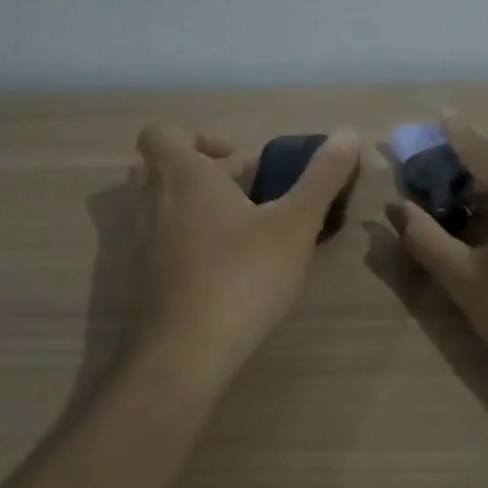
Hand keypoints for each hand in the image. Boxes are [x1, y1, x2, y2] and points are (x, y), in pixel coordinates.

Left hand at [130, 121, 360, 379]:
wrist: (185, 354)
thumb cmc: (241, 276)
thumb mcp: (295, 225)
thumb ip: (321, 178)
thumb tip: (347, 133)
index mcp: (183, 176)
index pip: (161, 132)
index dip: (197, 136)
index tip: (238, 160)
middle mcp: (151, 201)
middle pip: (159, 167)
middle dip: (201, 171)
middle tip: (245, 191)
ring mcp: (139, 242)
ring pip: (158, 205)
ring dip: (193, 205)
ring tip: (241, 229)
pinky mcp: (140, 278)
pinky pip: (158, 241)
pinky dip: (185, 240)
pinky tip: (223, 268)